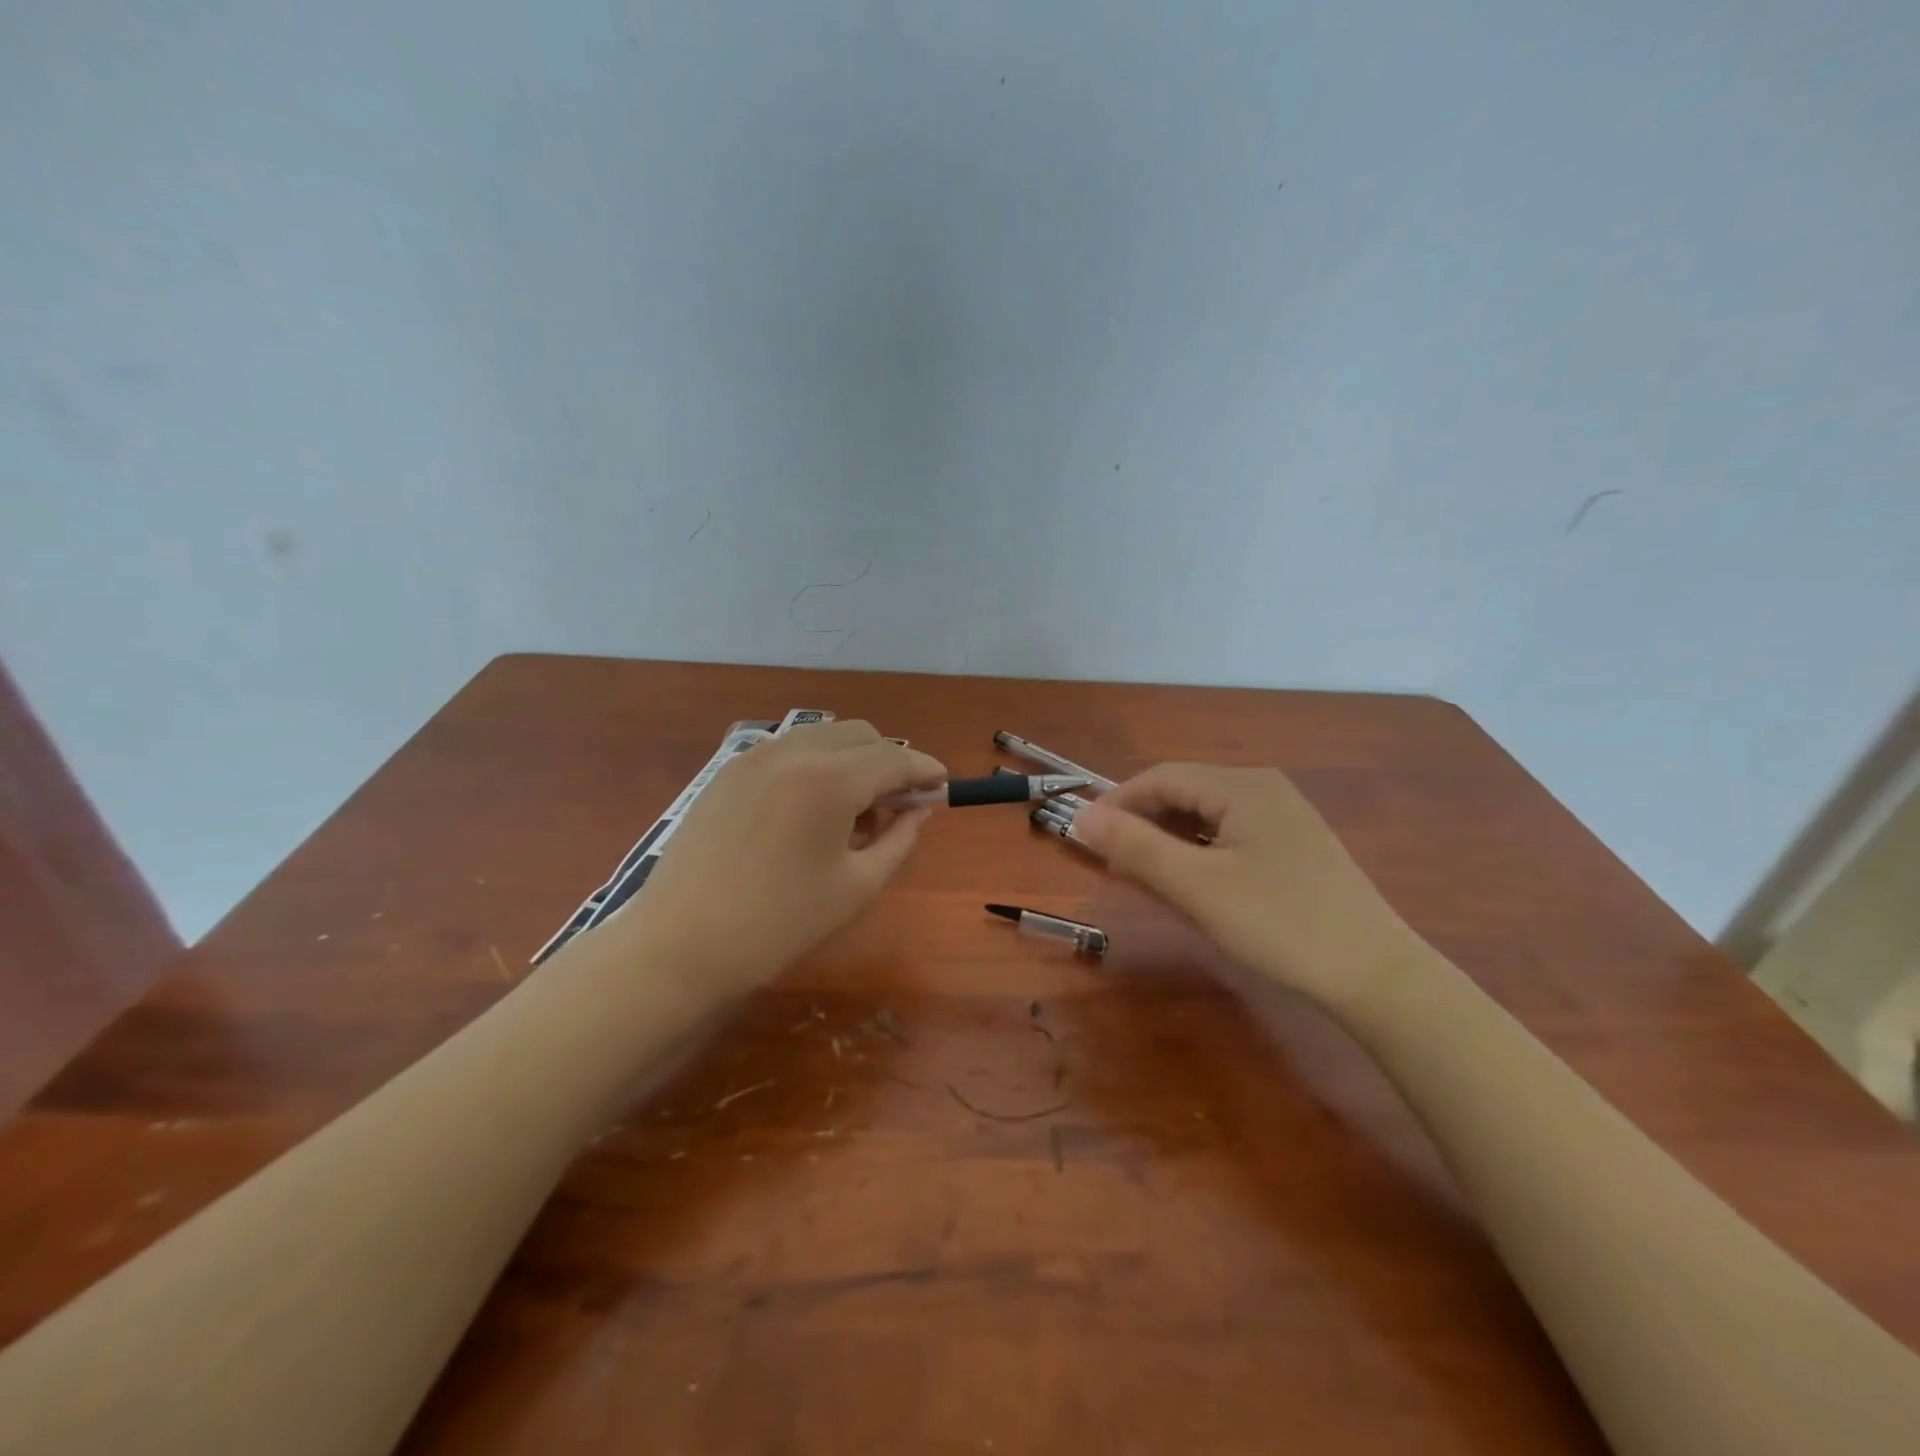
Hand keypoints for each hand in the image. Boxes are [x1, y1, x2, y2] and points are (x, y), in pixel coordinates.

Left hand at [619, 721, 945, 995]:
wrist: (680, 946)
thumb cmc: (780, 923)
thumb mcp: (857, 887)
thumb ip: (899, 840)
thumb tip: (917, 810)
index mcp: (830, 779)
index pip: (894, 759)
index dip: (925, 770)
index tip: (942, 786)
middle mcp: (793, 752)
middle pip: (860, 734)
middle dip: (888, 762)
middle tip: (893, 810)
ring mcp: (754, 757)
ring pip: (822, 738)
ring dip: (851, 762)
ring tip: (849, 815)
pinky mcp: (727, 772)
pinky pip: (787, 752)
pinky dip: (814, 767)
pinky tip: (807, 813)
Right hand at [1072, 763, 1421, 1009]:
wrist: (1376, 976)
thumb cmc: (1279, 923)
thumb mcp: (1197, 885)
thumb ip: (1136, 847)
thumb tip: (1081, 817)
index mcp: (1243, 786)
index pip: (1161, 777)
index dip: (1117, 803)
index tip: (1083, 836)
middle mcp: (1264, 789)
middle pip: (1184, 793)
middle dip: (1143, 824)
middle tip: (1112, 864)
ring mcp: (1283, 819)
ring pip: (1206, 817)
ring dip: (1168, 841)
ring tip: (1145, 877)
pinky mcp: (1293, 849)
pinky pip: (1229, 837)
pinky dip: (1198, 855)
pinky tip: (1191, 885)